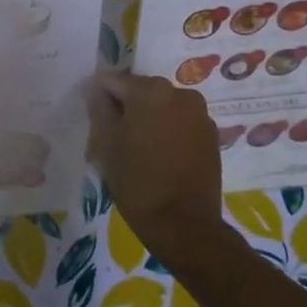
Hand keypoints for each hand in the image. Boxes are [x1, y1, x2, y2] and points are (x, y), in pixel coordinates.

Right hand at [86, 72, 225, 268]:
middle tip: (114, 138)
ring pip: (162, 106)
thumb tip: (95, 87)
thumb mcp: (106, 143)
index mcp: (151, 90)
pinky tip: (160, 156)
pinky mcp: (211, 135)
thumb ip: (99, 108)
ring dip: (148, 119)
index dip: (99, 98)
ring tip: (138, 149)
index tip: (95, 121)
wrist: (184, 225)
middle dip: (126, 108)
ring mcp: (200, 114)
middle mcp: (180, 93)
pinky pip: (180, 122)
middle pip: (140, 91)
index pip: (113, 81)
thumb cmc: (137, 181)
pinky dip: (168, 131)